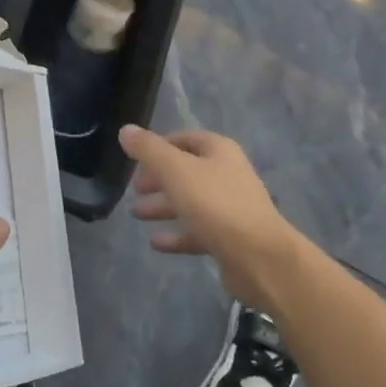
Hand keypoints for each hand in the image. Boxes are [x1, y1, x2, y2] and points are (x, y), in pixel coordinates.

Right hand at [120, 124, 303, 309]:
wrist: (259, 257)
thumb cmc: (215, 204)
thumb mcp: (176, 170)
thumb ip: (149, 149)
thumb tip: (125, 129)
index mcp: (218, 151)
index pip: (184, 139)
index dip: (158, 146)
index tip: (134, 159)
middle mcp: (227, 175)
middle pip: (186, 171)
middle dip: (158, 179)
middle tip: (134, 189)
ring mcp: (230, 208)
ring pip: (190, 202)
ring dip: (163, 206)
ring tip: (135, 214)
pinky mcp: (229, 239)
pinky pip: (197, 231)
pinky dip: (176, 235)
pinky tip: (154, 242)